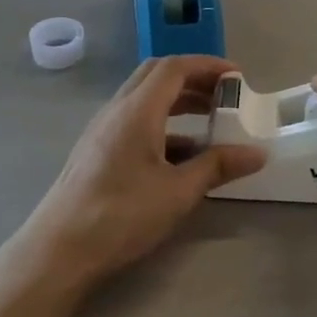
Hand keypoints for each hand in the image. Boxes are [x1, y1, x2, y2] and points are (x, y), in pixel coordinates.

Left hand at [17, 56, 266, 287]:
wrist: (59, 250)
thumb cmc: (121, 215)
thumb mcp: (178, 192)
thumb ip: (217, 166)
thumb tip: (257, 153)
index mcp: (137, 110)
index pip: (174, 67)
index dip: (208, 65)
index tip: (238, 77)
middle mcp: (117, 111)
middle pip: (157, 76)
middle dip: (194, 79)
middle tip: (225, 96)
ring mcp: (102, 131)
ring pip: (144, 100)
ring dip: (178, 102)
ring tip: (211, 122)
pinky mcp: (97, 152)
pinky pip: (135, 122)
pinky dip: (163, 125)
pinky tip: (182, 155)